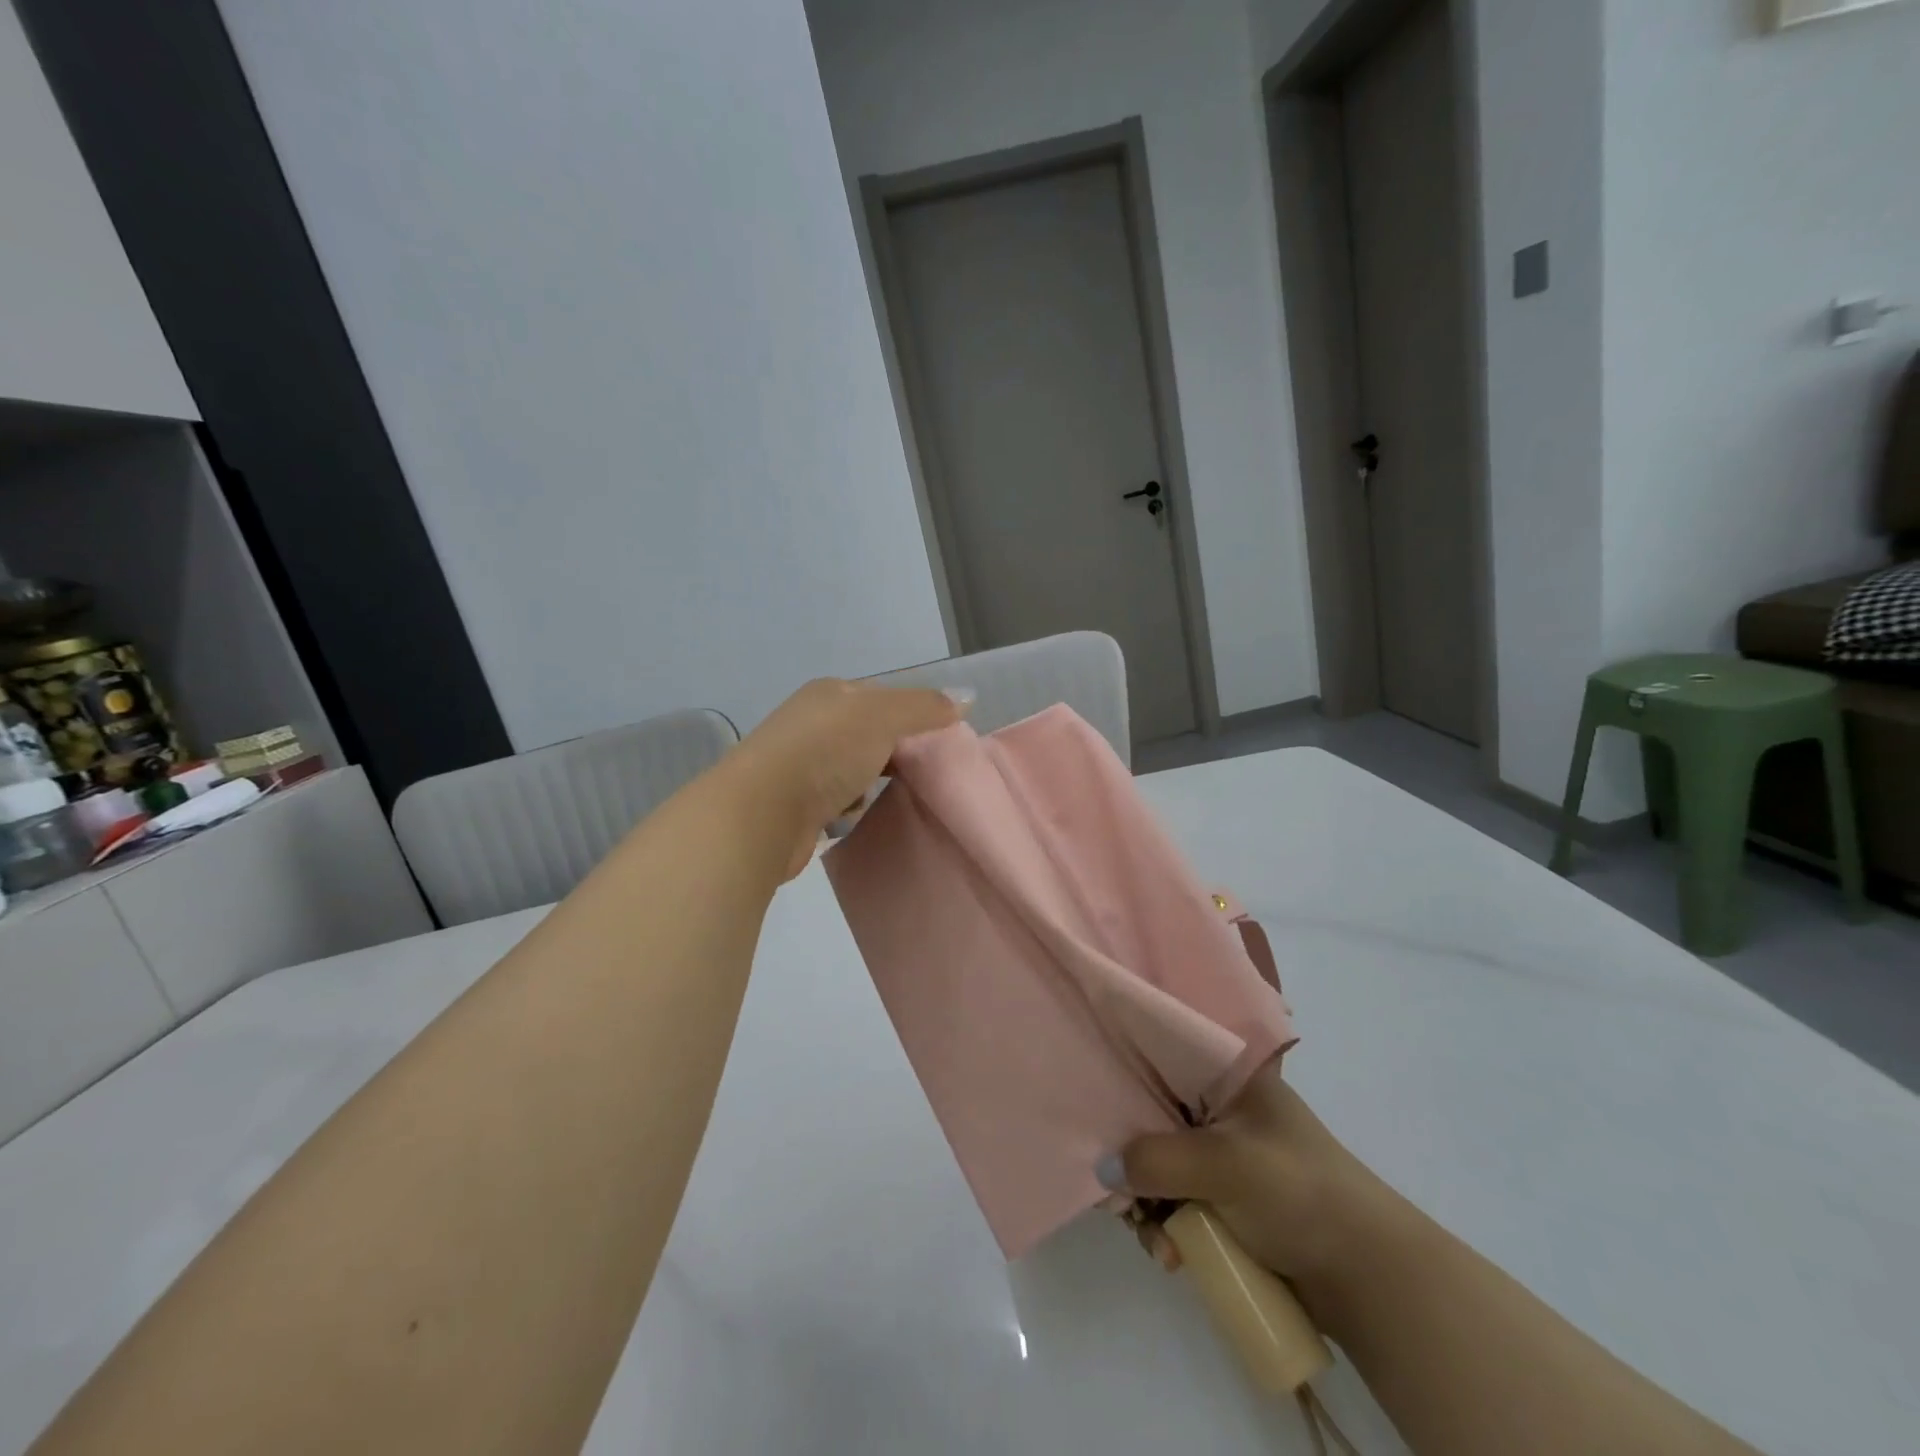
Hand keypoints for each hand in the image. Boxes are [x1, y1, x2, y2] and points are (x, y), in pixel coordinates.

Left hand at [726, 678, 969, 880]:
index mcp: (829, 693)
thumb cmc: (825, 753)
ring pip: (853, 768)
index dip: (914, 714)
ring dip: (872, 781)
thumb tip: (967, 696)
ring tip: (898, 794)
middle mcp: (811, 723)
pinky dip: (851, 807)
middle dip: (895, 751)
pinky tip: (859, 815)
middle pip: (868, 734)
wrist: (761, 813)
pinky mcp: (794, 804)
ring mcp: (799, 764)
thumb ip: (924, 707)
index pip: (883, 696)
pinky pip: (836, 800)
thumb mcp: (882, 717)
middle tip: (927, 772)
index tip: (941, 740)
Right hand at [1117, 1067, 1394, 1289]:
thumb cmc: (1297, 1192)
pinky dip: (1168, 1227)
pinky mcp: (1229, 1200)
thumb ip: (1157, 1160)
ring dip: (1149, 1204)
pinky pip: (1178, 1202)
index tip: (1097, 1108)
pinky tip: (1171, 1255)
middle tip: (1120, 1200)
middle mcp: (1223, 1108)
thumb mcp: (1224, 1164)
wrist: (1368, 1276)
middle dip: (1133, 1161)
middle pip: (1154, 1118)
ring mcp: (1227, 1156)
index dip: (1126, 1078)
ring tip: (1157, 1243)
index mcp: (1229, 1076)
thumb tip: (1102, 1170)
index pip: (1163, 1055)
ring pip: (1162, 1166)